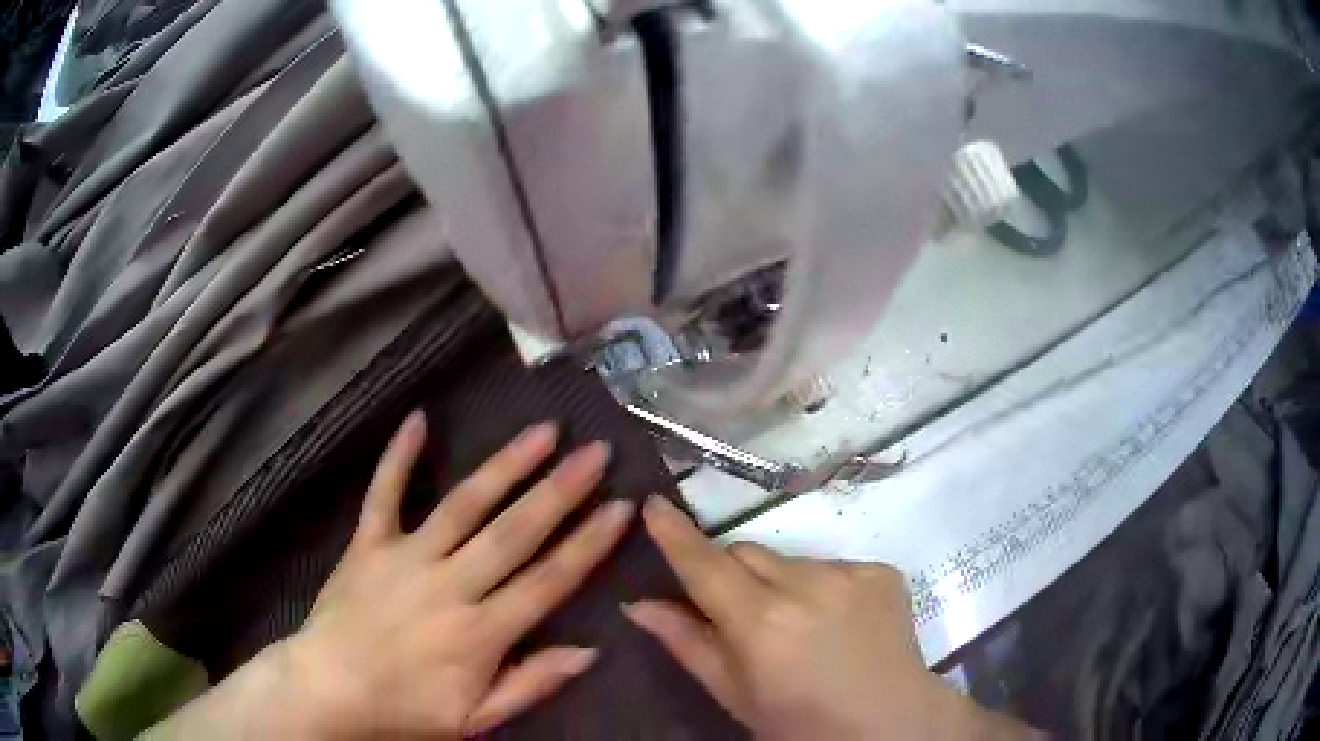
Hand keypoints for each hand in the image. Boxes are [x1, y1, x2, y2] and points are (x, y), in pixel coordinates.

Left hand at [153, 412, 633, 738]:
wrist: (329, 690)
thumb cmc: (406, 710)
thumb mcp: (477, 719)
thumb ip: (532, 684)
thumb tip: (588, 651)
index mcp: (481, 633)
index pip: (548, 581)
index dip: (588, 543)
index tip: (621, 506)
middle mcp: (450, 585)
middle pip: (514, 532)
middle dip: (561, 491)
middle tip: (595, 452)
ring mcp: (406, 558)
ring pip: (464, 505)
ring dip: (505, 466)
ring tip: (542, 432)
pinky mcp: (368, 544)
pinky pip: (384, 494)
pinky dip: (399, 457)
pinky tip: (418, 418)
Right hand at [626, 496, 1032, 740]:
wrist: (889, 723)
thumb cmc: (800, 722)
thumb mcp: (735, 694)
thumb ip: (687, 643)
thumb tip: (639, 604)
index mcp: (761, 622)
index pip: (705, 564)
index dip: (675, 534)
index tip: (653, 503)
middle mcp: (806, 584)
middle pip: (746, 553)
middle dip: (731, 573)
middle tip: (741, 614)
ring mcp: (850, 573)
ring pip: (790, 560)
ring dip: (781, 583)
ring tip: (799, 626)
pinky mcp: (881, 570)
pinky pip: (832, 566)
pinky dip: (823, 588)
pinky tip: (837, 623)